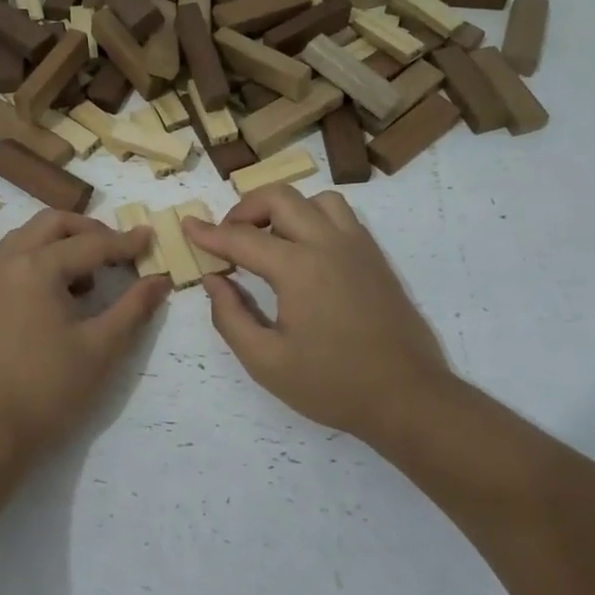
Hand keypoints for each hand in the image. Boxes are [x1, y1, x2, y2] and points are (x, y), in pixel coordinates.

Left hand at [0, 210, 169, 460]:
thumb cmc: (48, 389)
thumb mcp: (101, 348)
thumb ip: (134, 307)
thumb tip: (160, 280)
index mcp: (36, 267)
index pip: (90, 243)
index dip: (124, 242)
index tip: (150, 237)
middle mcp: (4, 263)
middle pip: (50, 224)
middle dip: (87, 230)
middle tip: (115, 251)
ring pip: (24, 241)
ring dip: (58, 245)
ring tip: (85, 279)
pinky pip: (6, 265)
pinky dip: (34, 264)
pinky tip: (51, 300)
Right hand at [182, 187, 453, 446]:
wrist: (407, 396)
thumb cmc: (332, 384)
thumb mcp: (266, 361)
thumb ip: (230, 316)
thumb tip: (214, 280)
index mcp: (298, 268)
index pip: (242, 237)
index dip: (209, 233)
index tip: (187, 226)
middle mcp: (328, 244)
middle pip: (280, 198)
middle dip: (246, 208)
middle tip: (230, 238)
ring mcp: (358, 247)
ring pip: (316, 200)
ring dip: (286, 209)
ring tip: (270, 240)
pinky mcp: (376, 258)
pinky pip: (341, 217)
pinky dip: (314, 219)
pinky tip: (305, 253)